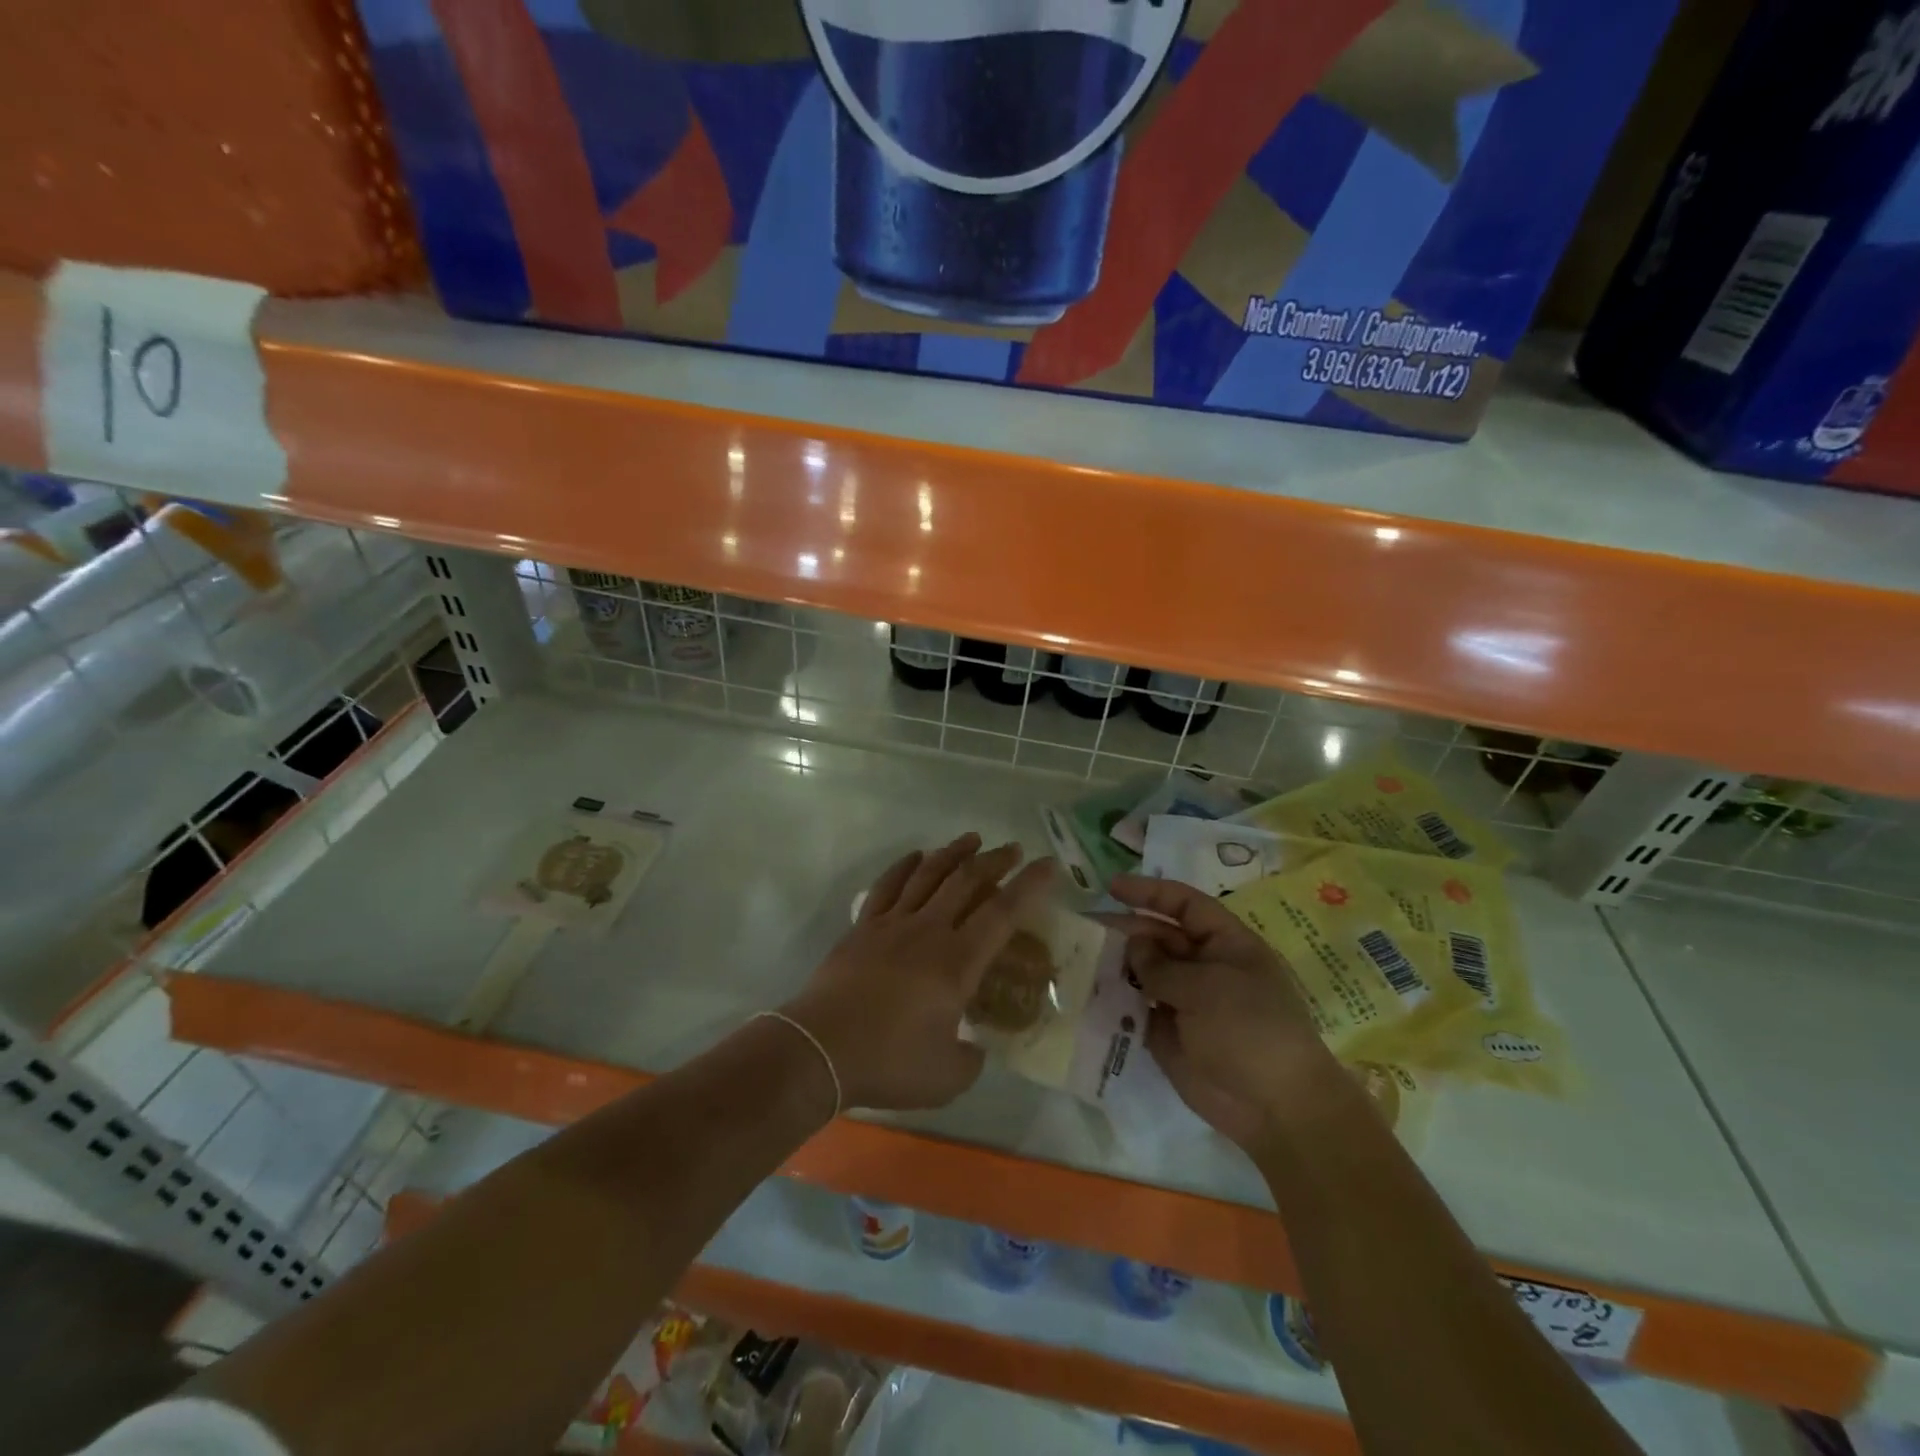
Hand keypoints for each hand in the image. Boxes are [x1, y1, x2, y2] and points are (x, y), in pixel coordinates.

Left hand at [783, 833, 1052, 1111]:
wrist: (819, 1050)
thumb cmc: (888, 1063)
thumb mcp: (947, 1077)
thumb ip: (971, 1059)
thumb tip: (974, 1047)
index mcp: (957, 963)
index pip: (1002, 914)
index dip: (1029, 886)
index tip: (1047, 864)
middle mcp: (929, 931)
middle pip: (967, 882)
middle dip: (994, 861)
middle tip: (1012, 849)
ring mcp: (892, 924)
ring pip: (928, 874)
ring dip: (953, 853)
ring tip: (972, 839)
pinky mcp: (863, 927)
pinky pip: (887, 886)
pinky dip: (905, 866)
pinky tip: (916, 857)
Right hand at [1108, 874, 1340, 1150]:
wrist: (1274, 1108)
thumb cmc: (1249, 1030)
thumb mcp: (1206, 988)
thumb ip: (1162, 965)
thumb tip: (1132, 944)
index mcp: (1226, 944)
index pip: (1185, 904)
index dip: (1150, 892)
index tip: (1112, 887)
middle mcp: (1204, 967)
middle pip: (1159, 937)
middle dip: (1125, 930)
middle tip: (1086, 928)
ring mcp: (1186, 1001)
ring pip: (1144, 972)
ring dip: (1116, 964)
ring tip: (1080, 957)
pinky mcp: (1168, 1034)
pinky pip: (1137, 1008)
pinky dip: (1116, 1000)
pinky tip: (1088, 992)